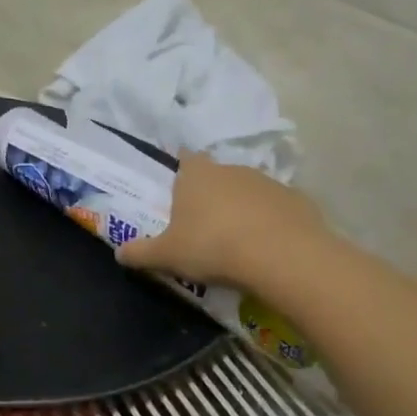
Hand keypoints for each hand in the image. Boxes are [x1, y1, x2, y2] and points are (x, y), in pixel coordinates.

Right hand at [116, 154, 331, 289]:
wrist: (283, 257)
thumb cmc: (212, 247)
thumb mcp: (166, 255)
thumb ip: (140, 252)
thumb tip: (119, 253)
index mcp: (196, 175)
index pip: (185, 158)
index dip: (181, 169)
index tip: (178, 187)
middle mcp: (231, 169)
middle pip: (216, 177)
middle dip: (210, 195)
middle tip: (203, 225)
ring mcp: (268, 183)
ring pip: (247, 192)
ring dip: (241, 209)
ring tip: (236, 241)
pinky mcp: (298, 201)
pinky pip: (276, 210)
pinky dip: (270, 223)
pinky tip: (267, 248)